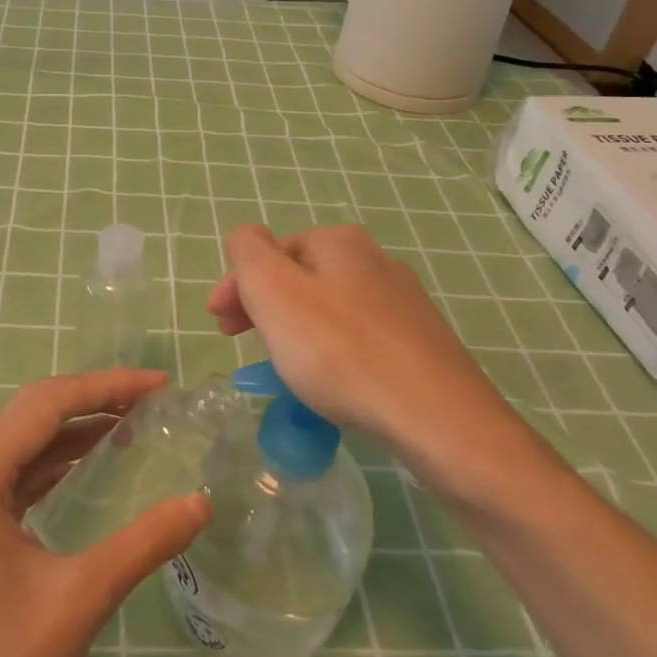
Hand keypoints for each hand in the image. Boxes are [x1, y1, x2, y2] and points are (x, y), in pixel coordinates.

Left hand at [0, 370, 210, 656]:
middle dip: (92, 401)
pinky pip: (16, 479)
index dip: (105, 387)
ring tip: (132, 423)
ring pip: (23, 447)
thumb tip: (201, 503)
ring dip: (75, 431)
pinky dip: (56, 465)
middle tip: (152, 399)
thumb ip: (143, 544)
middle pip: (31, 417)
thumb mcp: (78, 601)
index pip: (45, 406)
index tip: (159, 385)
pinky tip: (91, 465)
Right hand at [207, 224, 537, 491]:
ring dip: (297, 331)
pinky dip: (332, 354)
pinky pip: (359, 340)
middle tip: (244, 345)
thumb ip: (248, 252)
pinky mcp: (421, 345)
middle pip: (301, 278)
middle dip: (265, 308)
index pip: (270, 252)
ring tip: (284, 368)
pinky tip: (331, 385)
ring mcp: (404, 304)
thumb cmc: (341, 351)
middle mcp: (376, 261)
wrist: (437, 419)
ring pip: (330, 309)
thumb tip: (247, 237)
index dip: (237, 285)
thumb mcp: (274, 291)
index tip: (219, 326)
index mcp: (339, 242)